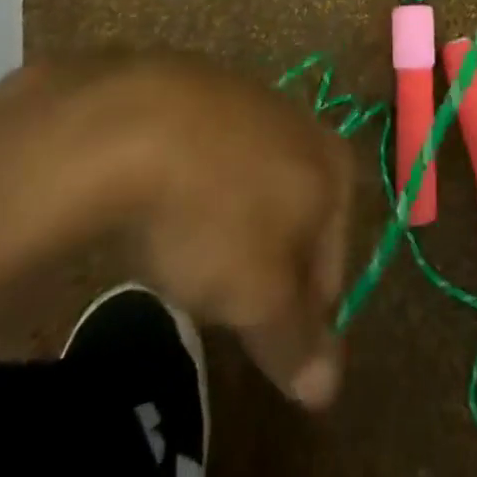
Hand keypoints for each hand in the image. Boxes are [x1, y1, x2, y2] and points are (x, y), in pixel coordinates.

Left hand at [59, 53, 352, 408]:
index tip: (252, 338)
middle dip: (263, 265)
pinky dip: (197, 185)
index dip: (296, 319)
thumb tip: (328, 387)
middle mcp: (309, 128)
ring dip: (229, 224)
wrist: (140, 120)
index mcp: (336, 171)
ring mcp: (258, 100)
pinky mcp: (209, 88)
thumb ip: (296, 341)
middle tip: (215, 293)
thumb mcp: (258, 296)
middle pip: (296, 223)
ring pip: (254, 187)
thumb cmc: (215, 213)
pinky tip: (162, 201)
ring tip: (184, 248)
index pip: (332, 271)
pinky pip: (214, 156)